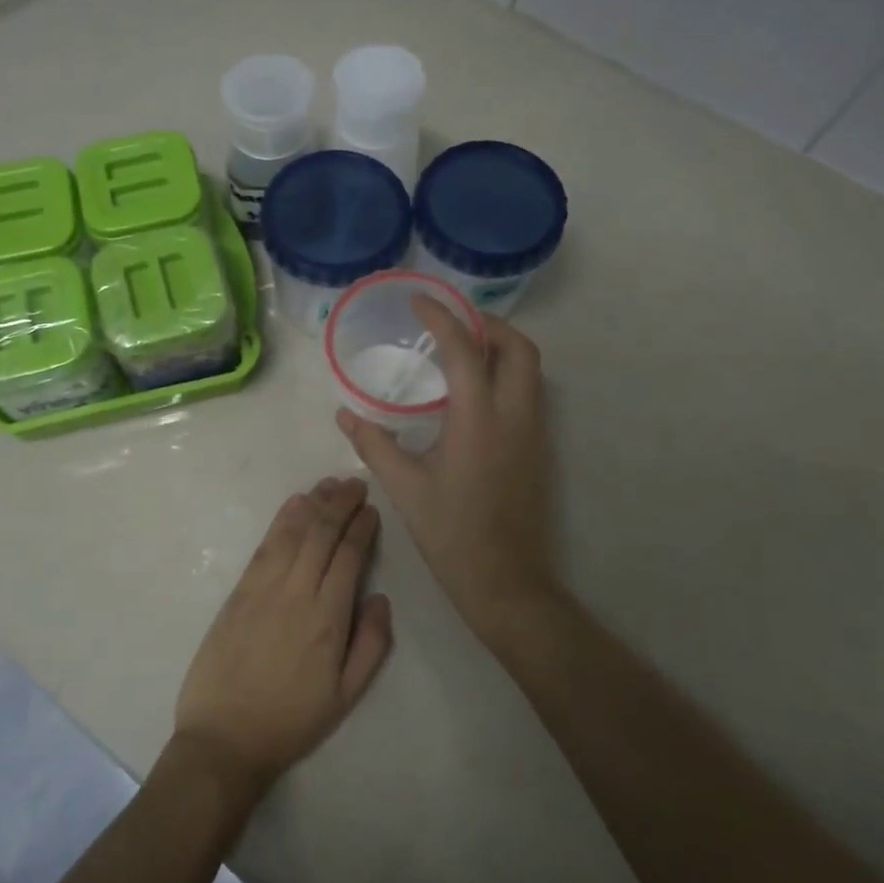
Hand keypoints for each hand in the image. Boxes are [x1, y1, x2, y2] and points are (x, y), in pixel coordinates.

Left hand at [173, 478, 393, 801]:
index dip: (362, 528)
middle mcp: (297, 593)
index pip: (349, 557)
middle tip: (355, 484)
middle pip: (322, 535)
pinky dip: (282, 519)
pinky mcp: (239, 590)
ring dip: (314, 504)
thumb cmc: (291, 721)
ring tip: (330, 484)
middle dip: (341, 504)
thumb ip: (372, 645)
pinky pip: (265, 545)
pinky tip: (294, 504)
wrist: (224, 738)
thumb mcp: (346, 697)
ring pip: (294, 532)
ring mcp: (264, 588)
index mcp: (328, 619)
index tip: (371, 509)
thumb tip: (382, 598)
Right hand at [337, 298, 556, 643]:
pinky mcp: (537, 448)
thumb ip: (373, 444)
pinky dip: (506, 373)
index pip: (464, 350)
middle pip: (518, 347)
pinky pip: (528, 391)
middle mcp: (514, 415)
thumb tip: (345, 414)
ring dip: (500, 347)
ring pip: (530, 369)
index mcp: (478, 419)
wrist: (505, 581)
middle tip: (451, 323)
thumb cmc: (451, 533)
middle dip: (487, 324)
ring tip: (460, 349)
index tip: (418, 301)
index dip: (441, 318)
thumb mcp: (405, 488)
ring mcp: (533, 431)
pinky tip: (473, 391)